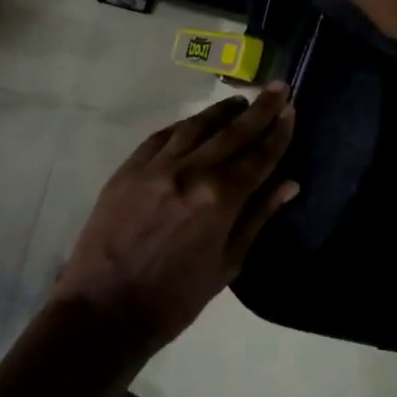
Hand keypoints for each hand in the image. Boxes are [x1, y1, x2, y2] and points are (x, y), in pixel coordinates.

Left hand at [56, 85, 297, 363]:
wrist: (105, 309)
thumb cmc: (175, 299)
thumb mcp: (226, 264)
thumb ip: (257, 217)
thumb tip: (289, 183)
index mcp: (218, 199)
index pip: (258, 156)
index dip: (278, 132)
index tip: (291, 109)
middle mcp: (189, 172)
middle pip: (231, 133)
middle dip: (258, 110)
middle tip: (277, 87)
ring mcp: (155, 166)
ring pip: (195, 127)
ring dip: (221, 112)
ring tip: (240, 101)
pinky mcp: (128, 168)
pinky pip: (162, 136)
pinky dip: (184, 126)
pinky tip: (196, 122)